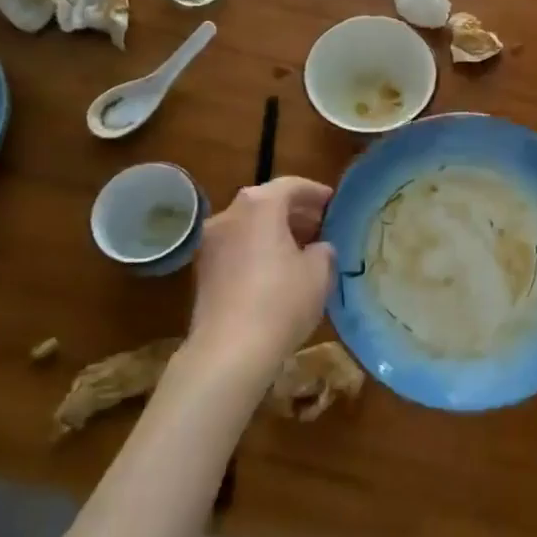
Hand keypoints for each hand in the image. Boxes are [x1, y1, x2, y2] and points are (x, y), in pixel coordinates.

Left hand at [189, 177, 335, 377]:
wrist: (228, 351)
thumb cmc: (281, 302)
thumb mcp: (319, 273)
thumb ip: (323, 250)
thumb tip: (318, 247)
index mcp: (260, 205)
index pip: (291, 185)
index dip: (316, 192)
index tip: (334, 204)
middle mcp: (230, 214)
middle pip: (267, 202)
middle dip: (295, 211)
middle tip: (321, 226)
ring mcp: (211, 241)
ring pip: (249, 224)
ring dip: (275, 230)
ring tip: (302, 249)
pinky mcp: (202, 269)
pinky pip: (237, 246)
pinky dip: (257, 248)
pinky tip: (276, 270)